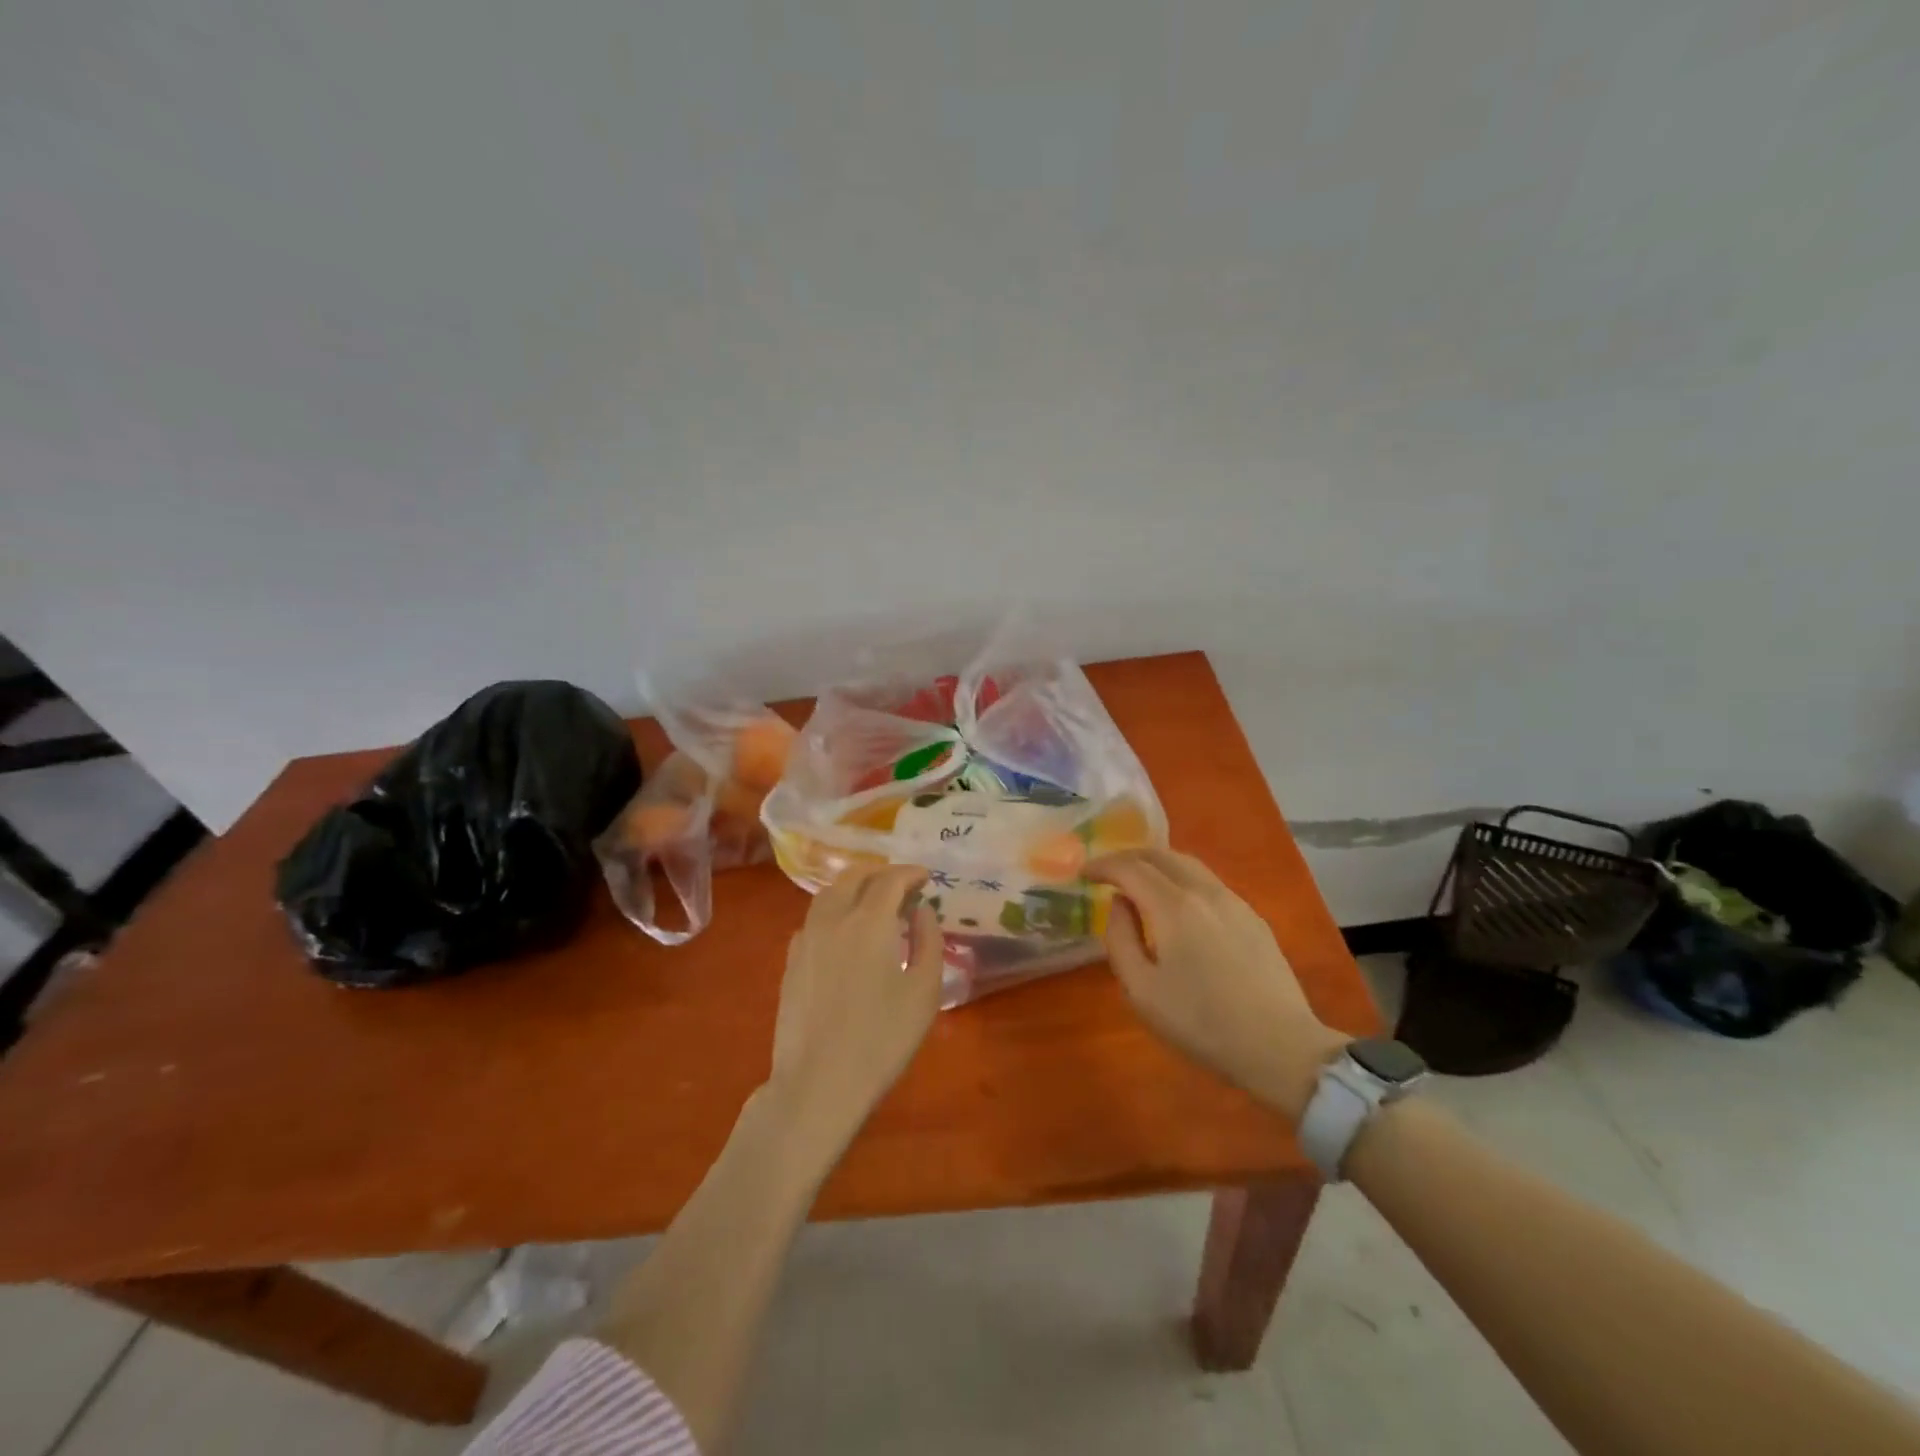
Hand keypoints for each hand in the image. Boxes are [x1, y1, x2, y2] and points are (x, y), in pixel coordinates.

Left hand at [764, 864, 943, 1158]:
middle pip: (853, 877)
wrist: (819, 1083)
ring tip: (872, 901)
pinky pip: (814, 920)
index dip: (910, 872)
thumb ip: (929, 942)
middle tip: (901, 883)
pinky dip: (834, 911)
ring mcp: (806, 940)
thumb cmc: (882, 1039)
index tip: (926, 877)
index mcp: (869, 922)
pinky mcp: (791, 962)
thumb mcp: (924, 991)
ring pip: (828, 895)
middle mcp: (833, 920)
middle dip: (880, 872)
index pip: (890, 879)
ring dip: (853, 887)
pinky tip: (844, 933)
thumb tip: (921, 912)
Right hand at [1091, 849, 1344, 1124]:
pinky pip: (1208, 882)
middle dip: (1128, 857)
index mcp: (1173, 907)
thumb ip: (1120, 939)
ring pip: (1188, 864)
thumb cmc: (1201, 1023)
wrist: (1280, 1047)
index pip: (1130, 867)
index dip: (1102, 865)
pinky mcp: (1253, 917)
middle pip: (1161, 855)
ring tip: (1139, 881)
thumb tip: (1119, 904)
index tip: (1084, 874)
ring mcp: (1234, 902)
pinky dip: (1181, 878)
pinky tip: (1177, 903)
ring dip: (1156, 864)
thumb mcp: (1141, 990)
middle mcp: (1204, 892)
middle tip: (1107, 872)